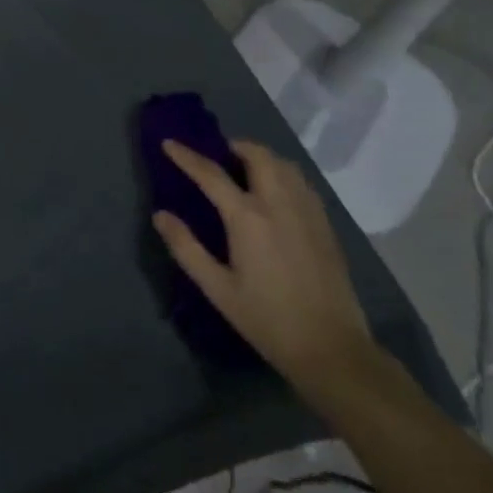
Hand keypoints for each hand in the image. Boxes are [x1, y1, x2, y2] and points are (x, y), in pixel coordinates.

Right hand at [152, 139, 372, 398]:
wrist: (332, 349)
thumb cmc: (267, 319)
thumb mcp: (218, 289)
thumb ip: (186, 248)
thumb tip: (160, 215)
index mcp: (248, 218)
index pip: (211, 174)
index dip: (187, 156)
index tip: (169, 143)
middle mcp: (279, 204)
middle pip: (257, 155)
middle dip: (234, 146)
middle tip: (218, 156)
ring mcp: (307, 212)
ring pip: (284, 164)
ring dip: (261, 157)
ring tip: (245, 169)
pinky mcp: (325, 225)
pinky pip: (302, 183)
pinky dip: (283, 174)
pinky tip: (276, 192)